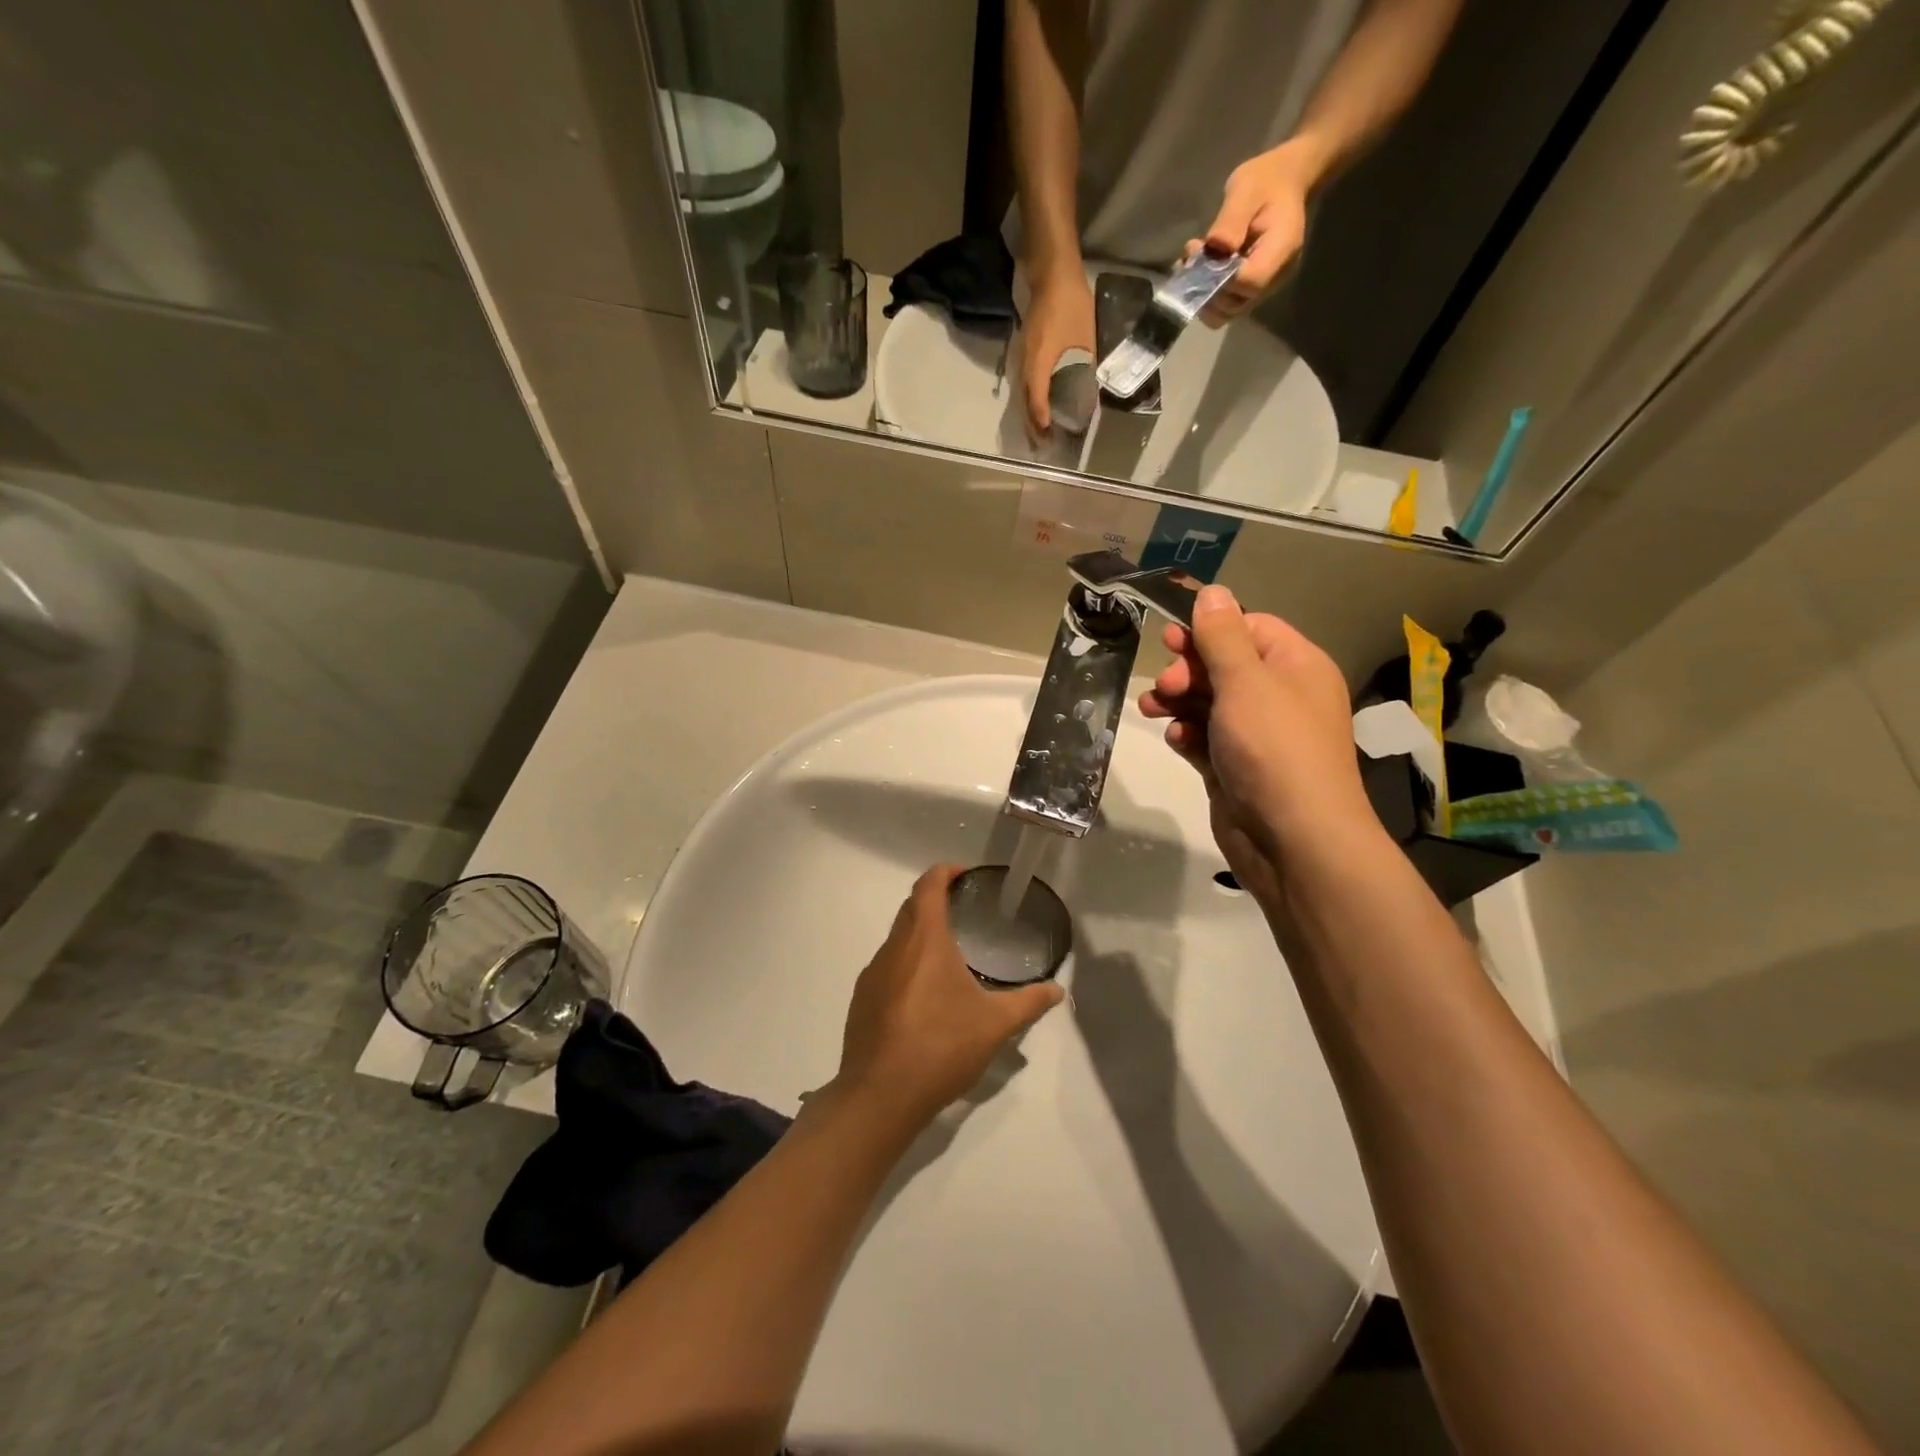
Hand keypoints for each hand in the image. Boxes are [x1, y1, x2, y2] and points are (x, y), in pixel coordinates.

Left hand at [835, 865, 1063, 1126]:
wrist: (880, 1096)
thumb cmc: (941, 1047)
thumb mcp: (995, 1025)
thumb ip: (1028, 1003)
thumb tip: (1058, 991)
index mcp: (924, 940)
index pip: (928, 886)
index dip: (944, 872)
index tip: (964, 874)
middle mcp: (894, 947)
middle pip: (911, 907)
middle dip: (934, 900)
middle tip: (963, 909)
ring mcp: (872, 974)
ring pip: (897, 938)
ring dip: (919, 934)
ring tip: (948, 954)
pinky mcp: (862, 1000)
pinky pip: (886, 967)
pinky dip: (906, 964)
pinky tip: (924, 995)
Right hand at [1020, 268, 1095, 437]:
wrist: (1053, 273)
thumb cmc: (1072, 305)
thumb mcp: (1086, 339)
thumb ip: (1087, 368)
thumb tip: (1092, 394)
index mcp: (1040, 362)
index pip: (1036, 399)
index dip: (1041, 420)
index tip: (1048, 436)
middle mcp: (1026, 362)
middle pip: (1025, 401)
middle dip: (1033, 424)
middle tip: (1043, 443)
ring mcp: (1023, 355)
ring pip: (1022, 392)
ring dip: (1030, 413)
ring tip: (1040, 430)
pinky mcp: (1025, 350)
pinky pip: (1024, 381)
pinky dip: (1030, 397)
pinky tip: (1039, 404)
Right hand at [1139, 585, 1376, 902]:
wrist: (1292, 839)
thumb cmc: (1273, 748)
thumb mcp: (1245, 681)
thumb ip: (1222, 635)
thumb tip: (1212, 591)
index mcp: (1296, 666)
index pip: (1249, 629)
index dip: (1209, 631)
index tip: (1170, 640)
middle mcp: (1280, 697)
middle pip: (1224, 666)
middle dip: (1187, 671)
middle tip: (1164, 686)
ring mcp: (1258, 736)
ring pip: (1209, 704)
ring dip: (1178, 703)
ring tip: (1151, 710)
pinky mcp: (1236, 769)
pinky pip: (1206, 740)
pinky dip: (1188, 737)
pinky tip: (1176, 741)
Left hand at [1188, 144, 1315, 325]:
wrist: (1284, 182)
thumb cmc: (1266, 181)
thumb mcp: (1246, 188)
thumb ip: (1231, 220)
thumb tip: (1215, 246)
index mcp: (1281, 250)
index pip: (1249, 283)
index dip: (1222, 279)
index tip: (1205, 255)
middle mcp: (1275, 278)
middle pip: (1235, 306)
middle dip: (1207, 289)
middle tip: (1193, 256)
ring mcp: (1263, 288)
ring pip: (1226, 312)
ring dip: (1202, 294)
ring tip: (1193, 261)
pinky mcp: (1250, 291)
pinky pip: (1225, 305)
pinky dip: (1206, 294)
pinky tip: (1198, 268)